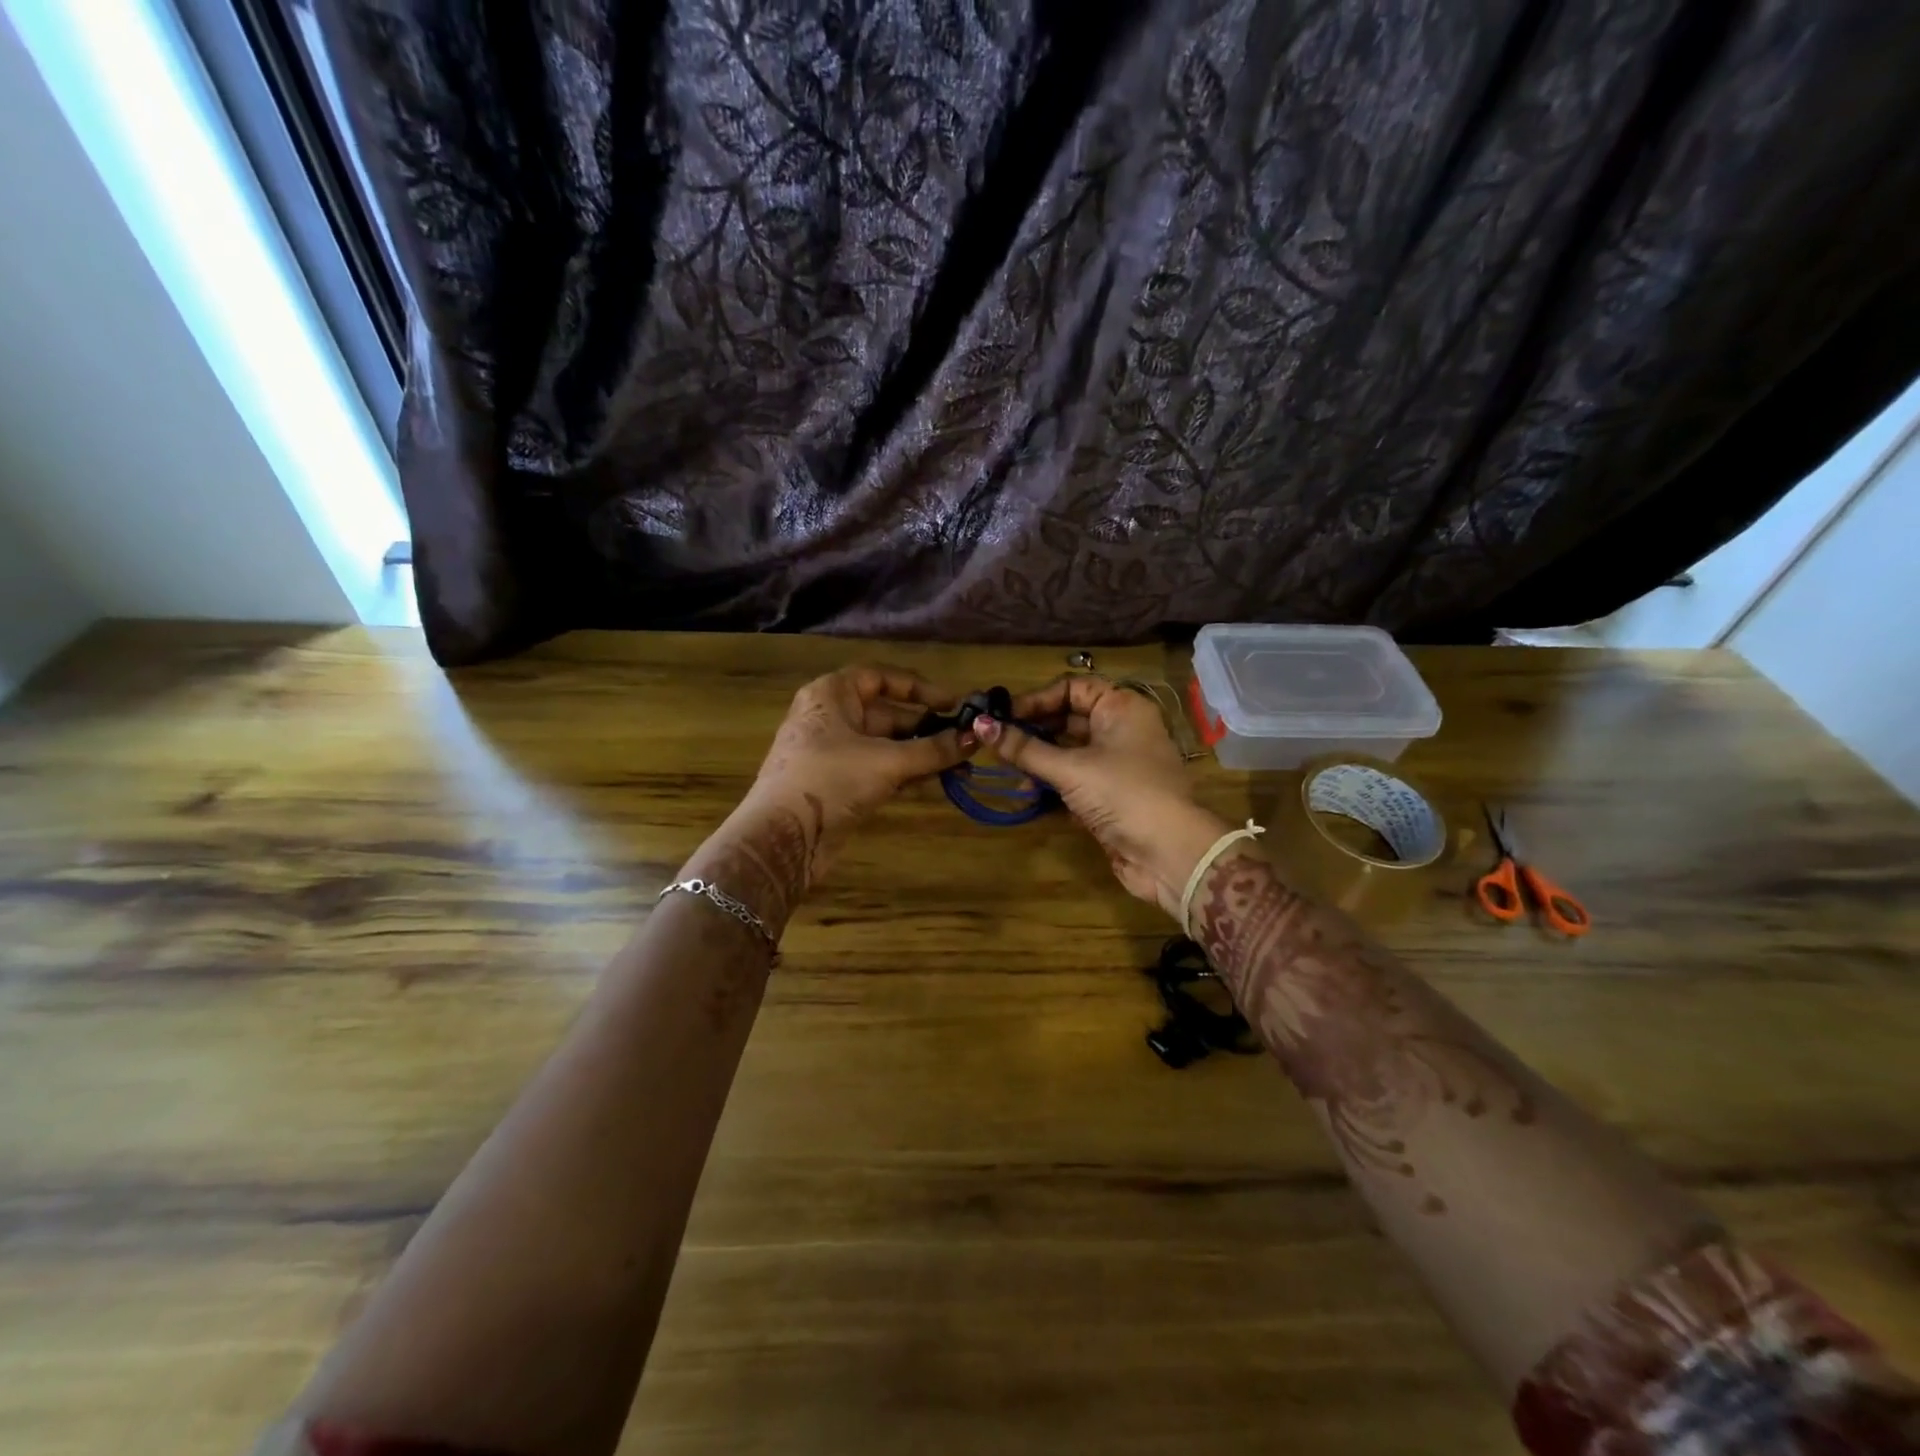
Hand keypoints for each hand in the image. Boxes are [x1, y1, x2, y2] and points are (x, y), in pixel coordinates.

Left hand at [683, 666, 972, 934]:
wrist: (783, 838)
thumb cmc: (830, 781)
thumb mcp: (887, 761)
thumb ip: (933, 749)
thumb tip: (975, 738)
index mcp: (832, 695)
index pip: (880, 677)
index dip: (918, 688)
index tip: (953, 703)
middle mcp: (832, 718)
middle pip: (888, 713)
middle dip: (927, 728)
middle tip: (966, 741)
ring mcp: (835, 753)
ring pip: (887, 745)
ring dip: (922, 754)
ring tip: (962, 765)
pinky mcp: (840, 784)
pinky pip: (880, 769)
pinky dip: (906, 772)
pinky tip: (937, 780)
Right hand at [974, 676, 1229, 920]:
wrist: (1169, 853)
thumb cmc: (1122, 794)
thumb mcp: (1069, 768)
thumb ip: (1024, 748)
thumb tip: (978, 724)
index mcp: (1121, 708)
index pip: (1072, 689)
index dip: (1036, 700)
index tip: (1002, 717)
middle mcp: (1122, 730)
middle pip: (1069, 720)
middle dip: (1033, 733)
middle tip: (996, 745)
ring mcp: (1118, 765)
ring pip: (1070, 753)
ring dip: (1039, 762)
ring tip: (1009, 774)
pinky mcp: (1112, 796)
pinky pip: (1076, 781)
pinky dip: (1053, 785)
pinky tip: (1029, 796)